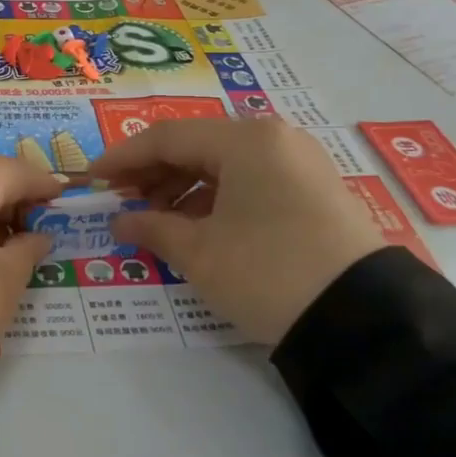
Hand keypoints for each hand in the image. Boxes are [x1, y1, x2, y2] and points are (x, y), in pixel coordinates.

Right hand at [89, 120, 384, 346]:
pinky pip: (250, 180)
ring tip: (155, 217)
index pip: (167, 137)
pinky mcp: (313, 189)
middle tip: (121, 200)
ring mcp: (299, 162)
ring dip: (182, 186)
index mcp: (246, 140)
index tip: (92, 179)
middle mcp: (274, 138)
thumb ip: (152, 227)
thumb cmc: (267, 272)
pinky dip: (215, 197)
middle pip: (197, 145)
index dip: (123, 158)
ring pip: (224, 163)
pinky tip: (195, 224)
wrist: (362, 319)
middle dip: (152, 172)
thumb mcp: (200, 253)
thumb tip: (120, 220)